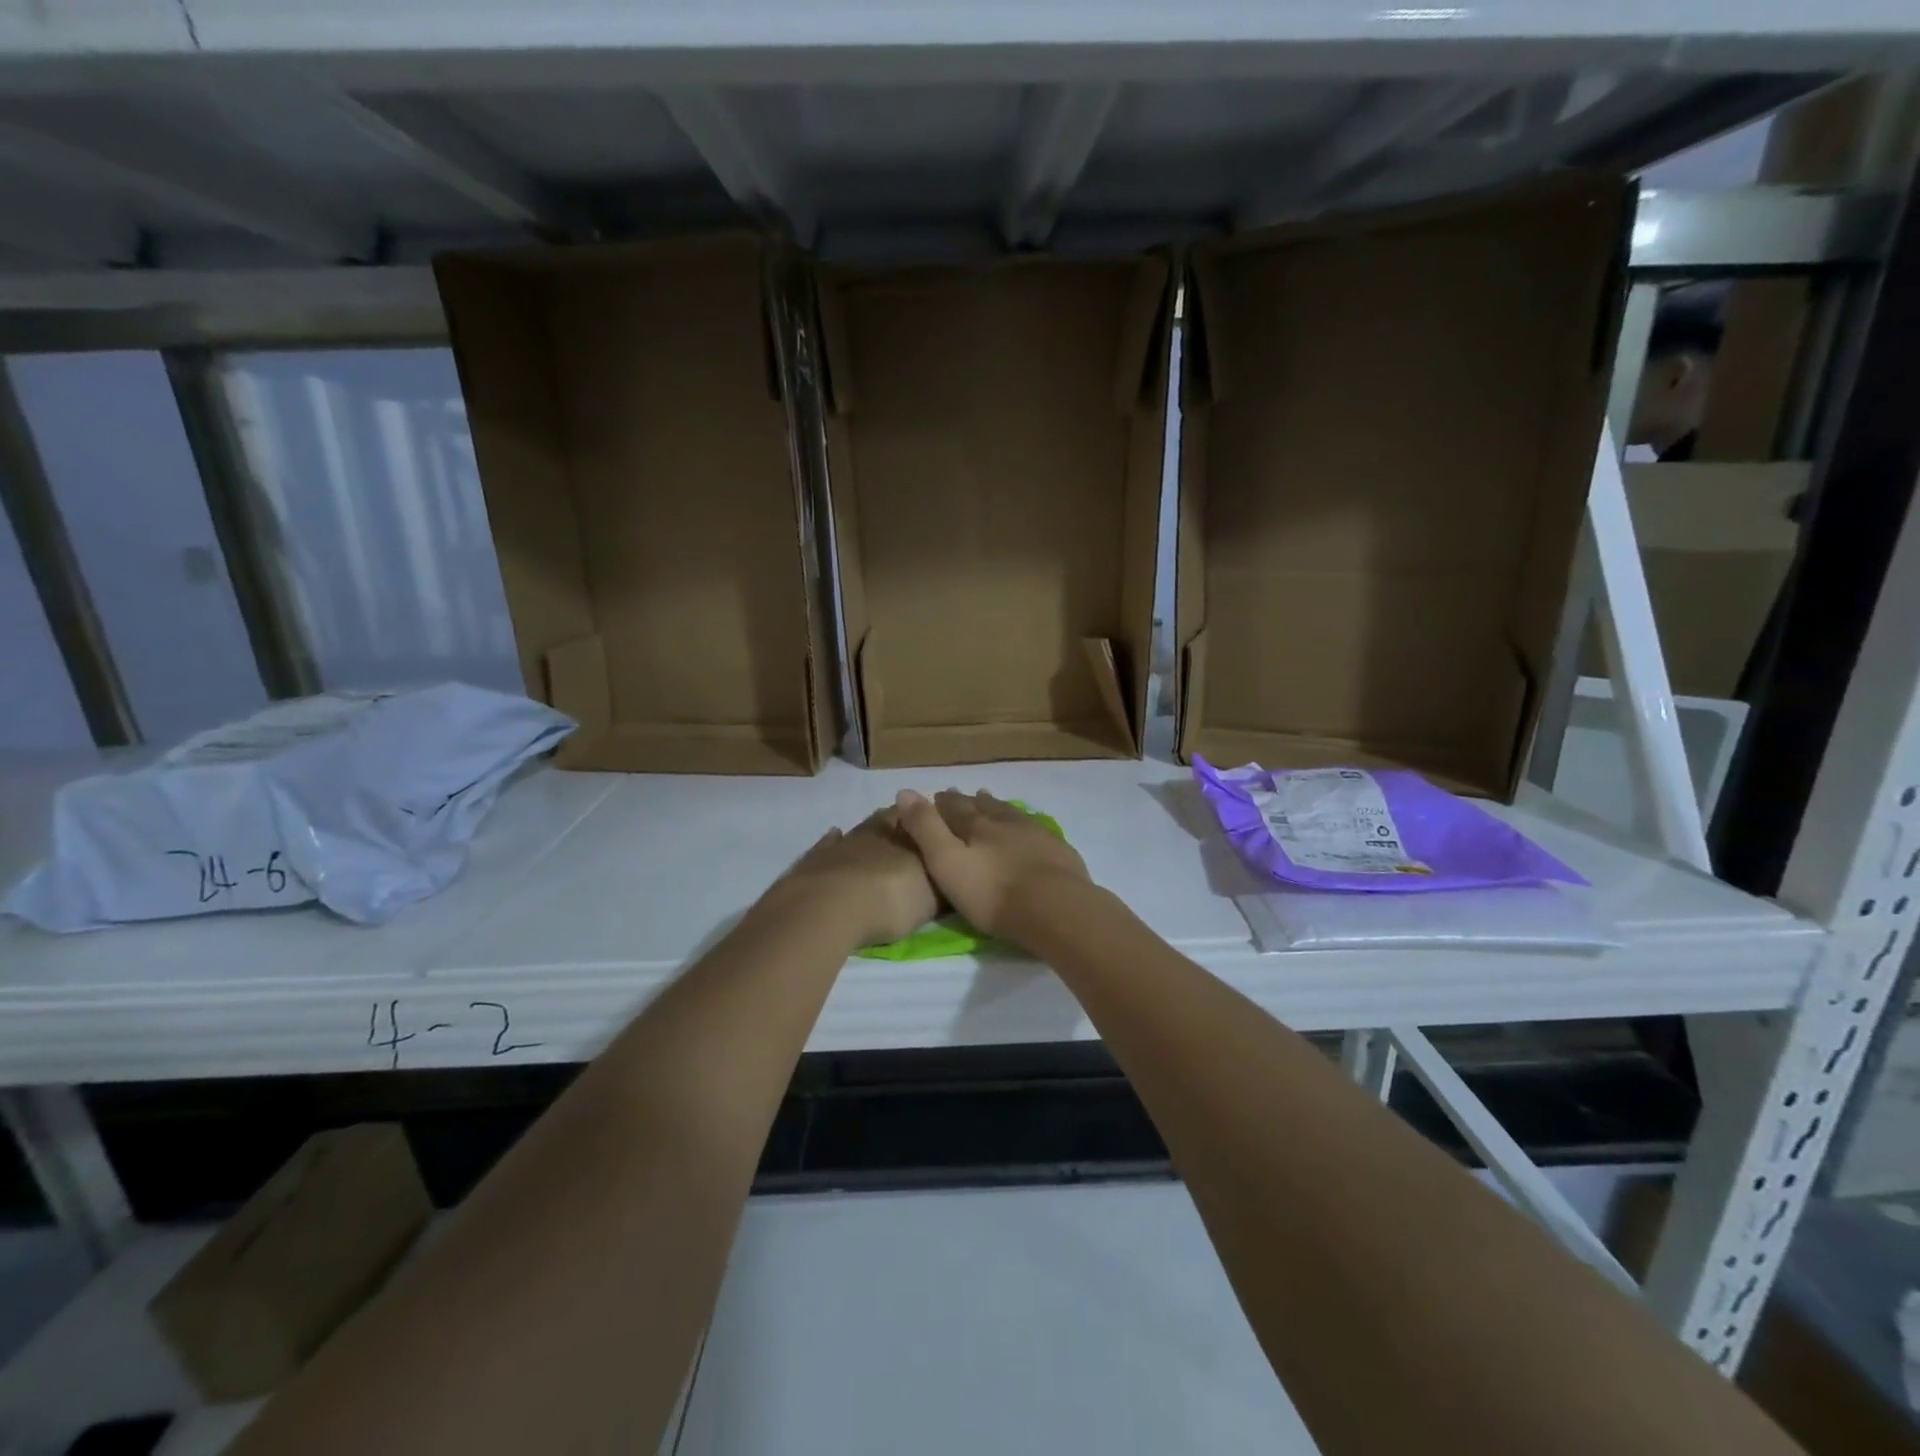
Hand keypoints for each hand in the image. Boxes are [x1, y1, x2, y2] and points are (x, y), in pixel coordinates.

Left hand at [775, 807, 938, 947]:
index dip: (932, 824)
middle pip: (893, 818)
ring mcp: (844, 842)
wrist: (829, 908)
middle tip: (911, 832)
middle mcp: (878, 832)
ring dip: (873, 832)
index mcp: (908, 837)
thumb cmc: (890, 900)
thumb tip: (953, 872)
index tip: (940, 829)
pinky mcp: (816, 858)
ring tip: (880, 837)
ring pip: (863, 828)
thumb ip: (942, 883)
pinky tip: (836, 836)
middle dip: (904, 823)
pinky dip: (835, 841)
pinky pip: (829, 843)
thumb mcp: (930, 899)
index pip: (925, 820)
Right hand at [893, 789, 1092, 940]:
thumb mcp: (947, 862)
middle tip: (961, 796)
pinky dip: (1023, 823)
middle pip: (983, 806)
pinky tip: (1026, 827)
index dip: (943, 803)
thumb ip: (926, 829)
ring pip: (1010, 813)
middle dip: (968, 802)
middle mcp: (1005, 821)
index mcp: (976, 825)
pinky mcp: (1057, 850)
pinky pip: (1034, 827)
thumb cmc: (992, 893)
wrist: (1055, 908)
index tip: (936, 796)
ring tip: (989, 801)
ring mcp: (1035, 833)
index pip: (955, 808)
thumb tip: (904, 791)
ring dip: (996, 807)